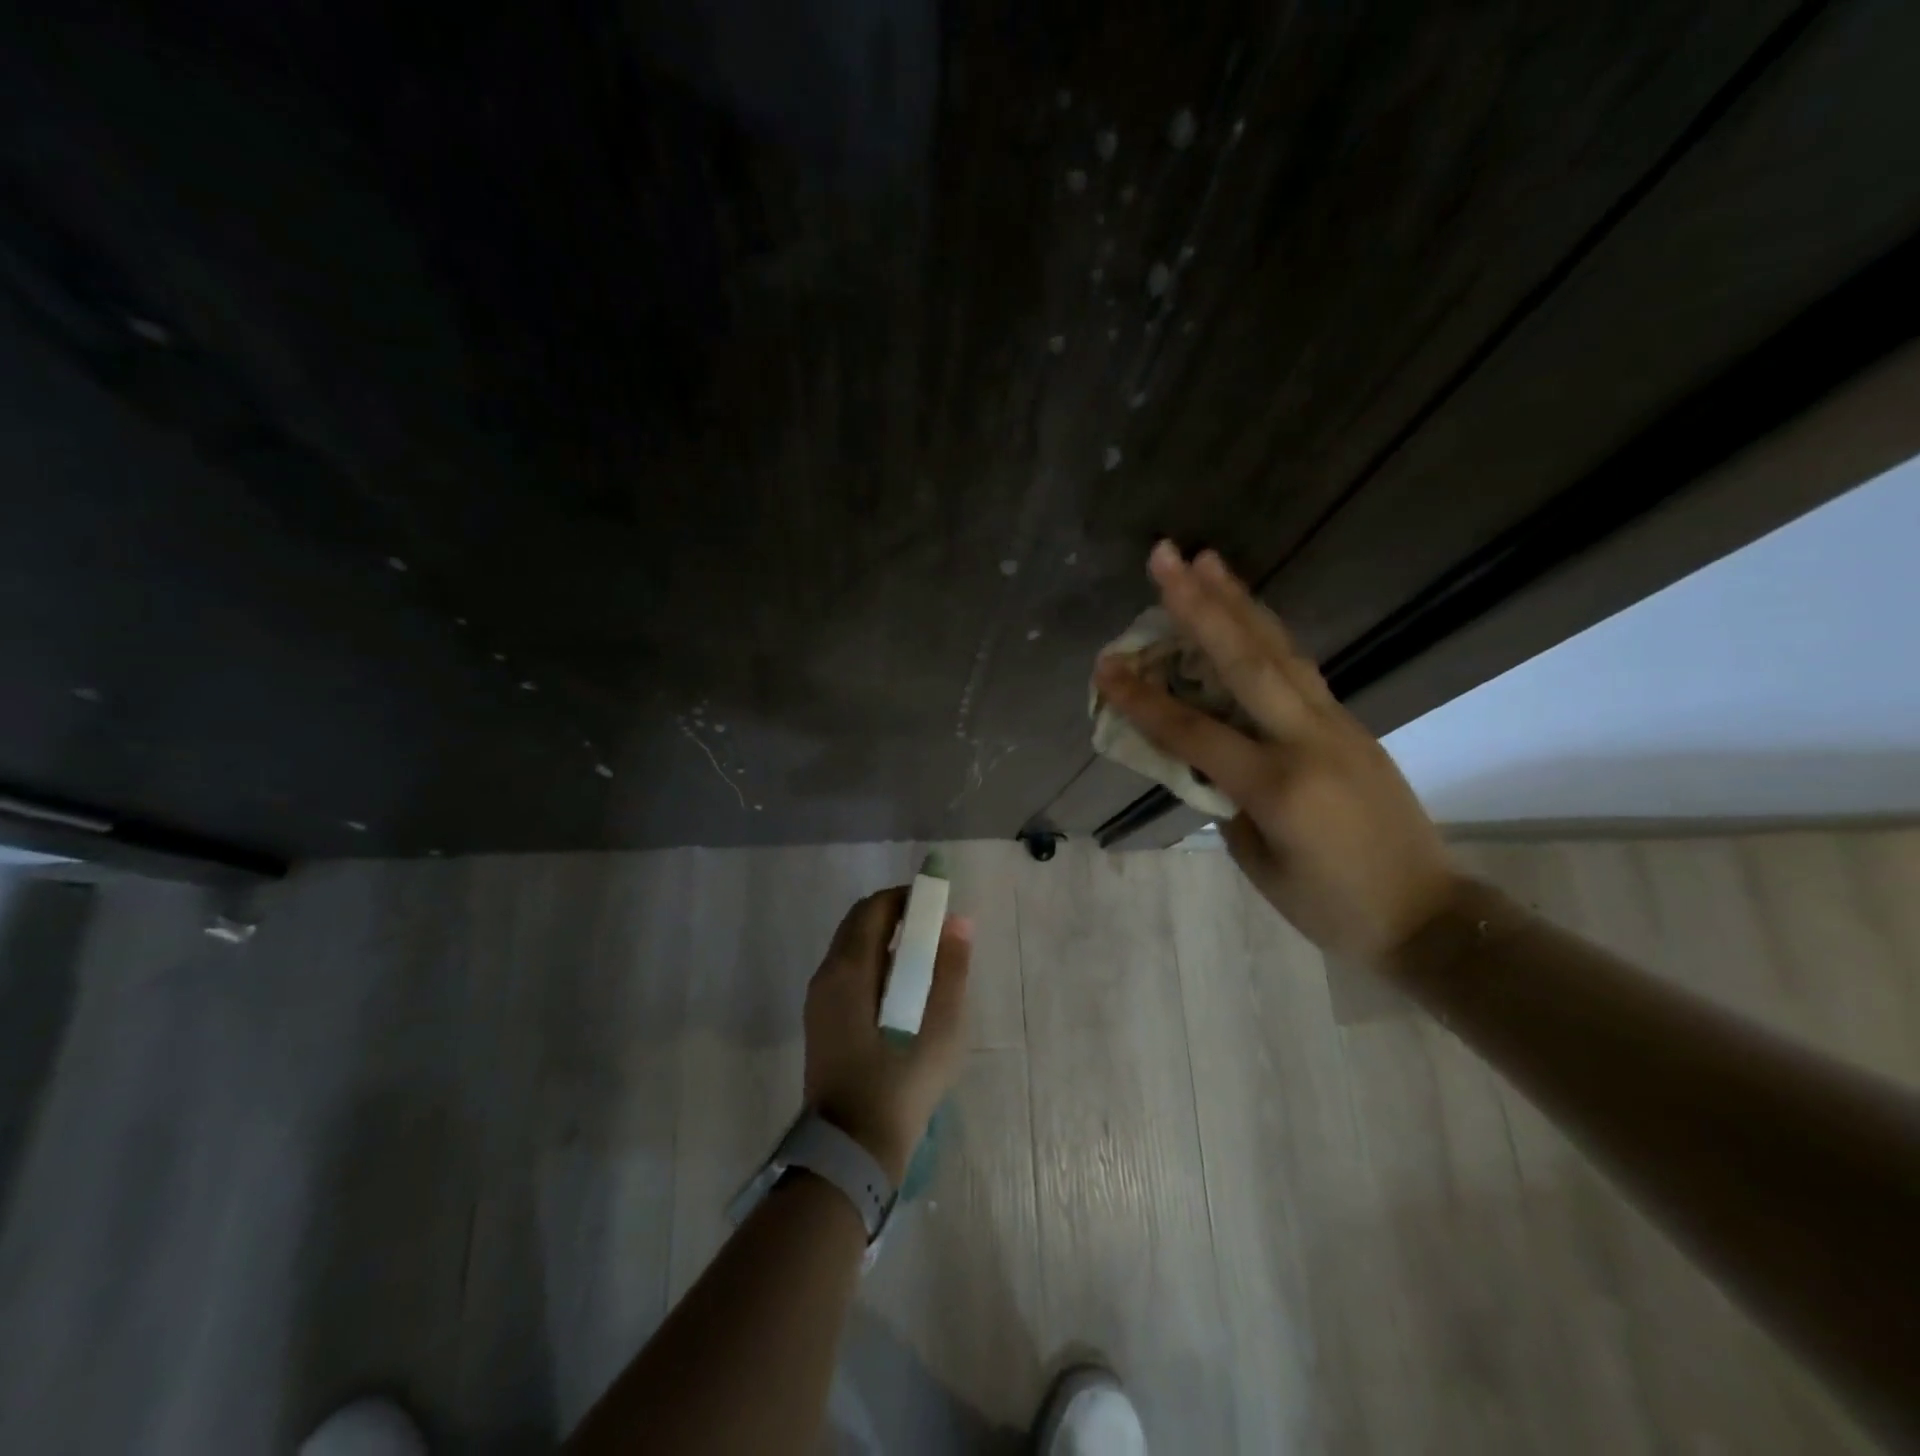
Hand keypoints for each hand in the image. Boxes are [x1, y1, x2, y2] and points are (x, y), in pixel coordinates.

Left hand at [803, 889, 972, 1183]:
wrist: (852, 1149)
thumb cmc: (901, 1083)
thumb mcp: (941, 1026)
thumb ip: (951, 969)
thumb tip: (958, 922)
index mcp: (849, 970)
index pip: (873, 909)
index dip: (905, 897)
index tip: (936, 904)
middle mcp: (826, 975)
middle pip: (858, 924)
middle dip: (894, 915)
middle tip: (932, 927)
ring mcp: (818, 1000)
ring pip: (850, 948)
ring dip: (883, 939)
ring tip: (923, 957)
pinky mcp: (820, 1022)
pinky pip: (846, 973)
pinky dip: (873, 963)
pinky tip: (901, 989)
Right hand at [1094, 542, 1456, 958]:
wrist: (1427, 914)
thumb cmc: (1329, 906)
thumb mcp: (1257, 860)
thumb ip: (1224, 798)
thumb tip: (1203, 753)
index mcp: (1277, 786)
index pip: (1193, 732)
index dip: (1143, 700)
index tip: (1104, 667)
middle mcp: (1308, 740)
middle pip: (1245, 660)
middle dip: (1199, 605)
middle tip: (1166, 557)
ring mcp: (1337, 724)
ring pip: (1279, 650)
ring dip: (1239, 601)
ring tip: (1207, 560)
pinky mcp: (1350, 723)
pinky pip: (1299, 668)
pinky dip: (1266, 634)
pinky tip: (1246, 613)